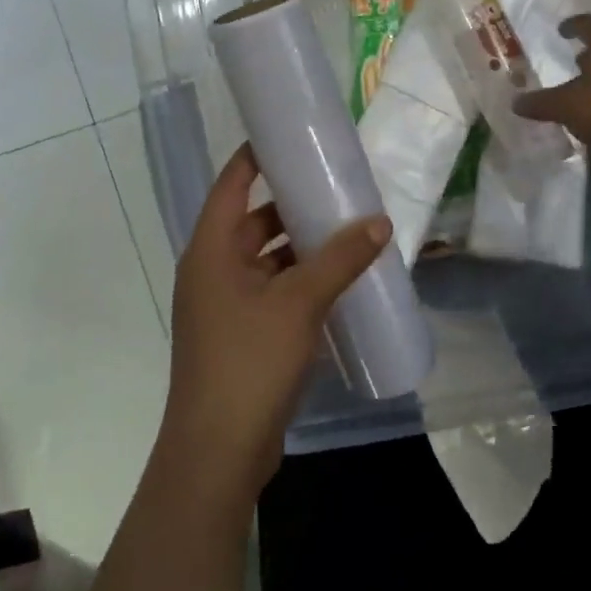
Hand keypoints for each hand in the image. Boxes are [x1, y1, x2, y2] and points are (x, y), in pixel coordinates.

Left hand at [159, 143, 391, 508]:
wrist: (218, 453)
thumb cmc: (248, 363)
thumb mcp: (299, 303)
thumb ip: (340, 260)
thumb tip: (380, 221)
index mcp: (211, 250)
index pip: (231, 184)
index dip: (256, 157)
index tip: (291, 137)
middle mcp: (213, 270)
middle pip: (253, 221)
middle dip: (293, 206)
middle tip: (337, 187)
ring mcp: (226, 305)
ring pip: (267, 260)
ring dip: (301, 247)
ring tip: (347, 230)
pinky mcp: (242, 335)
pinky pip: (274, 291)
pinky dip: (301, 281)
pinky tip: (339, 280)